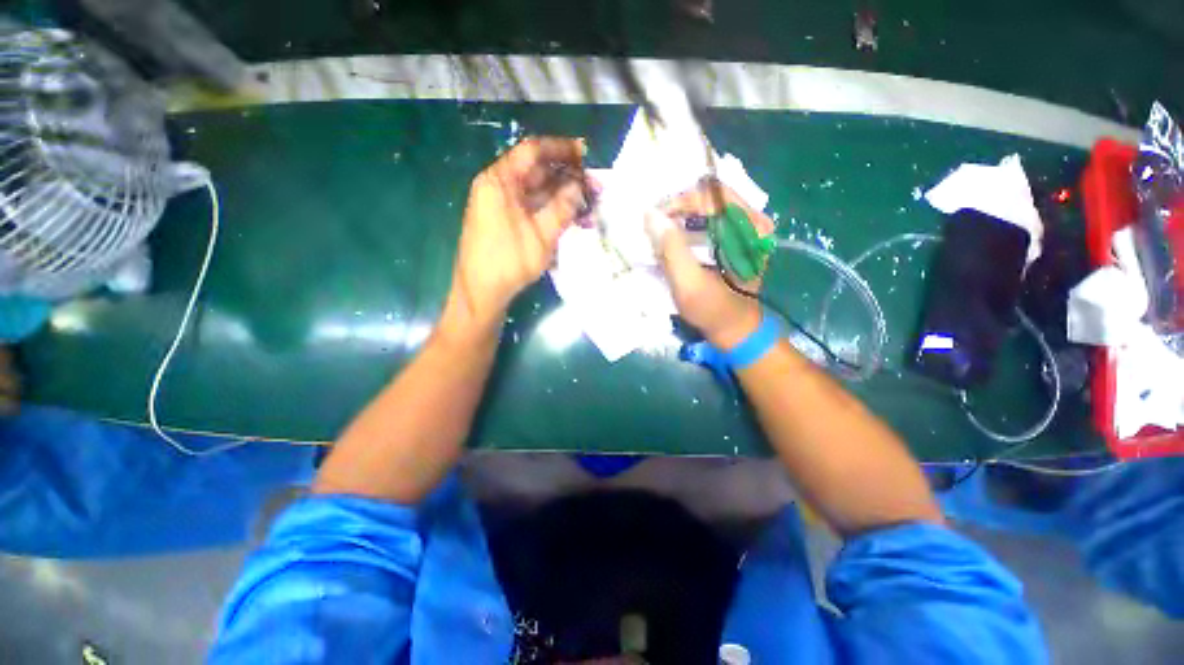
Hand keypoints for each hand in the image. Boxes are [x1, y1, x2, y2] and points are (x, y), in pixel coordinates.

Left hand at [444, 137, 586, 333]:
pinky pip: (533, 209)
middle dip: (568, 177)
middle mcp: (499, 187)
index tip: (585, 153)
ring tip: (590, 205)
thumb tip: (580, 186)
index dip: (560, 149)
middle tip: (594, 186)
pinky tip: (574, 220)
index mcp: (499, 181)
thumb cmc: (507, 261)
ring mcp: (502, 206)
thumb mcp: (541, 235)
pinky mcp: (507, 222)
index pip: (532, 151)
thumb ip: (562, 208)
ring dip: (564, 197)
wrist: (481, 293)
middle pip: (537, 172)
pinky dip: (553, 212)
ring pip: (538, 193)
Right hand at [647, 180, 775, 349]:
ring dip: (680, 216)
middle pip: (709, 197)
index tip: (656, 218)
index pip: (712, 194)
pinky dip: (686, 226)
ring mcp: (744, 229)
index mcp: (750, 227)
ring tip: (659, 230)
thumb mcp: (689, 284)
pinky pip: (708, 221)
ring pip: (706, 208)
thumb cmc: (713, 309)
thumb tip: (651, 214)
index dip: (680, 201)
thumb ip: (671, 249)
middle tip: (654, 223)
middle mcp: (751, 221)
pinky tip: (671, 239)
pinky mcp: (734, 239)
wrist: (734, 330)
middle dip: (677, 207)